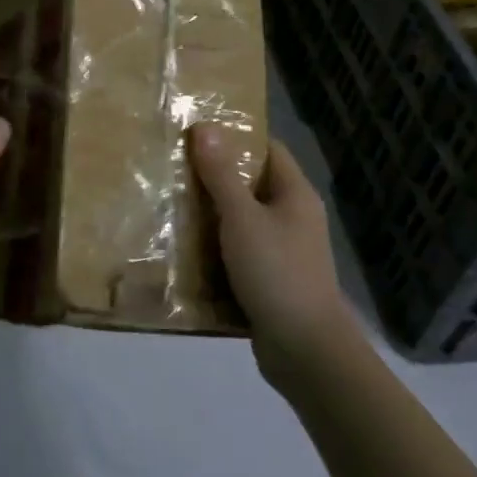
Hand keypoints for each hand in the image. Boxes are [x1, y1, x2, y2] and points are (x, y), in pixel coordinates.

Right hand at [191, 125, 353, 367]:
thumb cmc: (276, 272)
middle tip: (175, 166)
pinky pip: (239, 252)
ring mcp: (284, 250)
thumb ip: (221, 174)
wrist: (304, 349)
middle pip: (252, 184)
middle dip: (215, 176)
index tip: (197, 132)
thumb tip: (205, 126)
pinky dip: (216, 248)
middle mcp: (293, 217)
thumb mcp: (242, 217)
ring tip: (171, 202)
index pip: (267, 149)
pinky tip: (185, 248)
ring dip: (212, 214)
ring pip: (243, 220)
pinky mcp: (271, 279)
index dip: (236, 137)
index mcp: (295, 194)